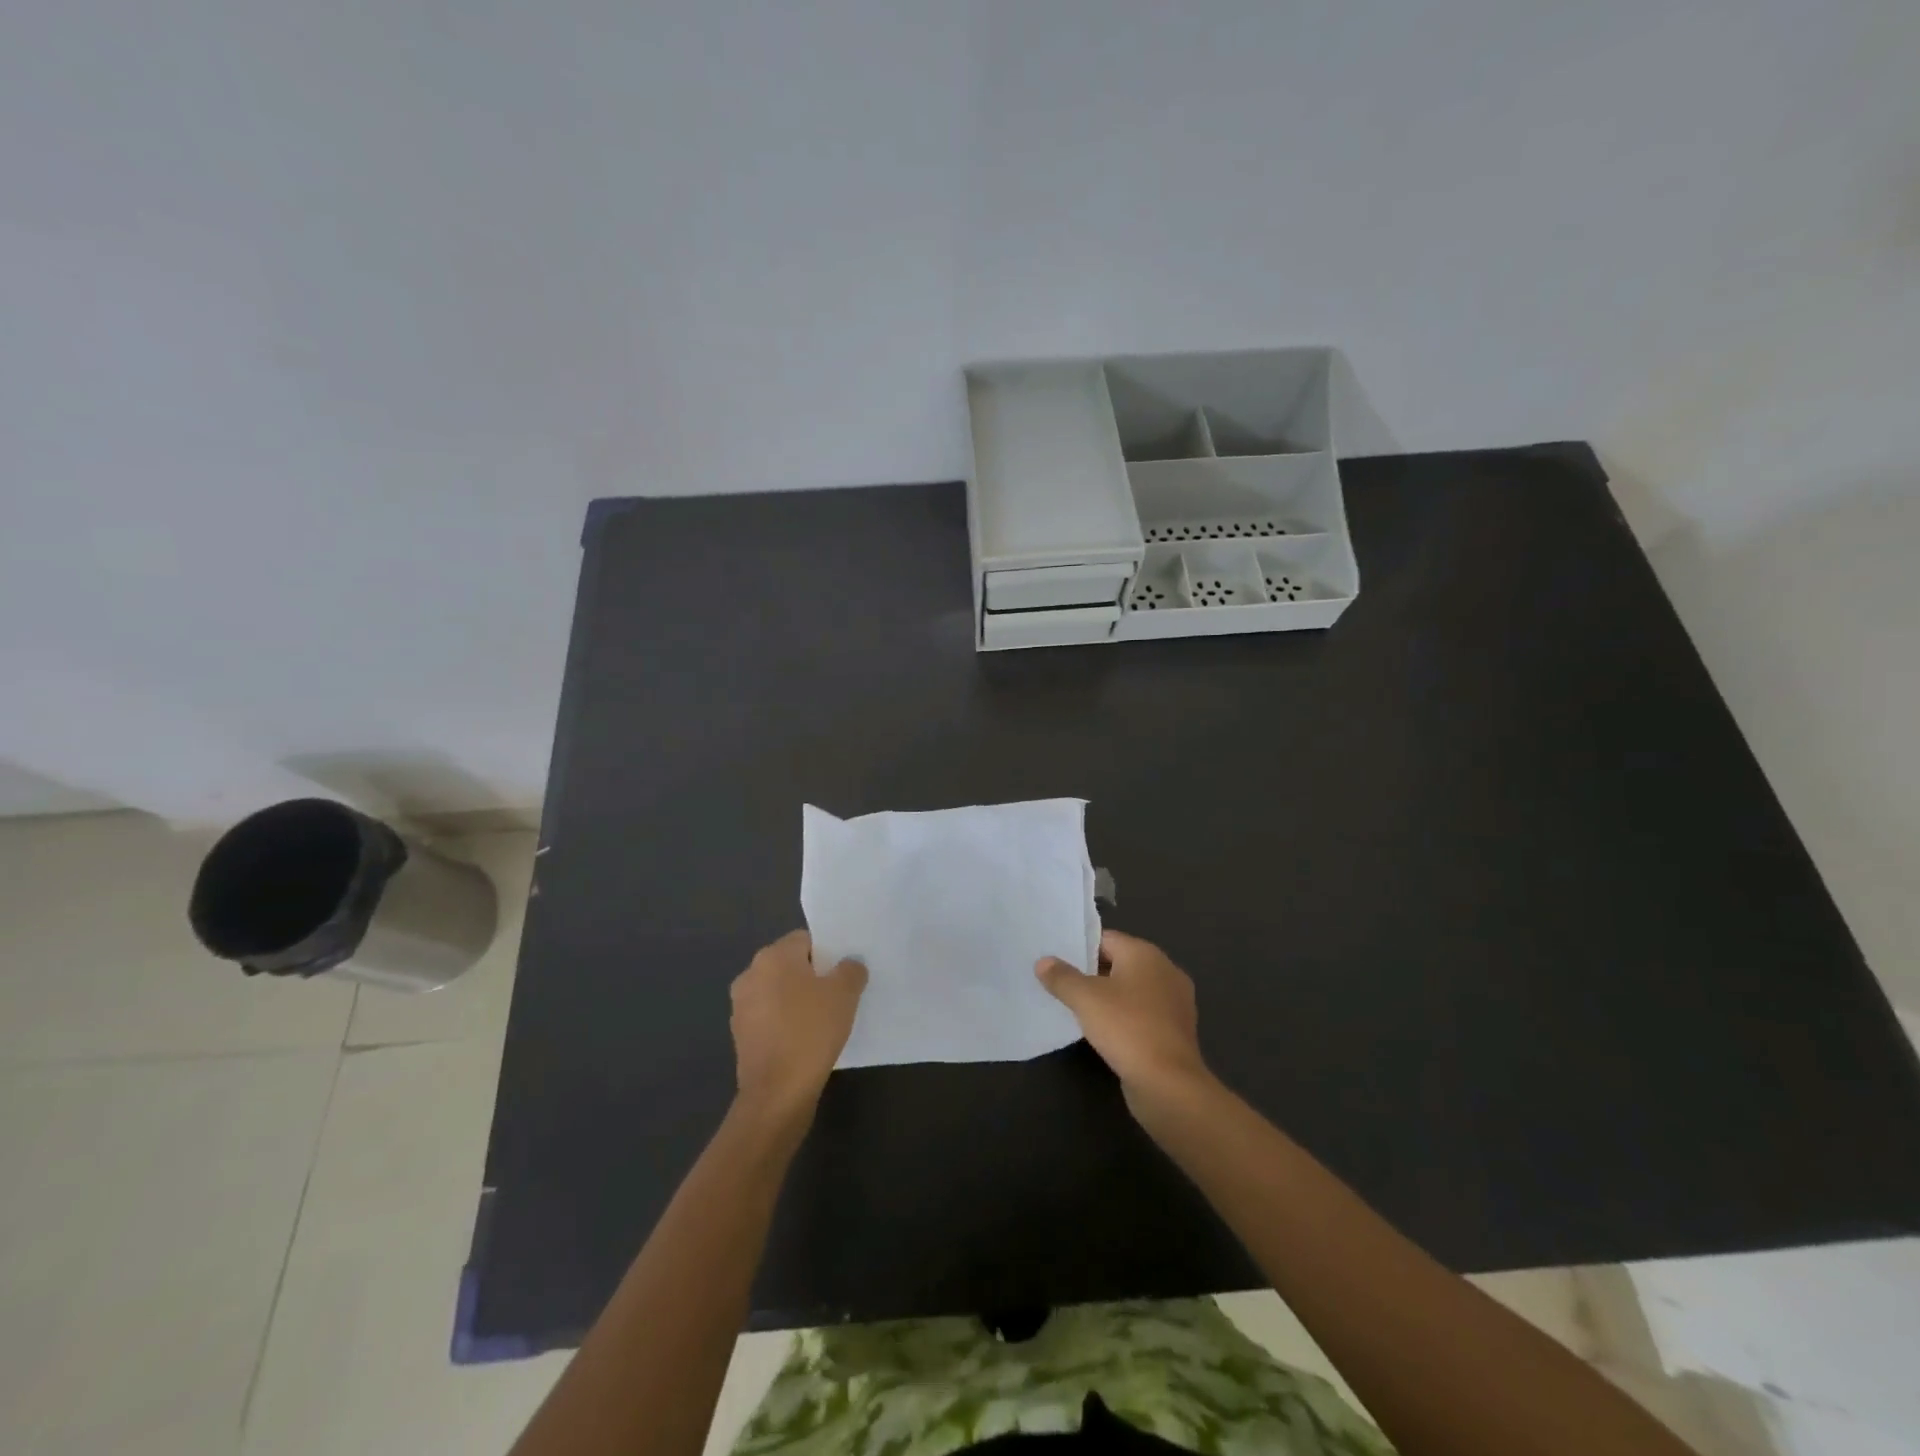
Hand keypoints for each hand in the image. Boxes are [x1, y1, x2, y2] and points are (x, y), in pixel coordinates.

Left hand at [730, 930, 866, 1121]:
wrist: (777, 1093)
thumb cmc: (811, 1032)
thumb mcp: (845, 994)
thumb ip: (851, 970)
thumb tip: (849, 964)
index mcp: (772, 956)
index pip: (805, 939)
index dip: (828, 953)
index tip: (844, 972)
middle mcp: (751, 974)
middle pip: (790, 965)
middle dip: (813, 976)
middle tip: (839, 993)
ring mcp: (741, 1006)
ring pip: (779, 992)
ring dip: (798, 1000)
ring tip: (825, 1018)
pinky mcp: (741, 1035)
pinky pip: (770, 1017)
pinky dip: (786, 1022)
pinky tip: (806, 1039)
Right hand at [1036, 929, 1209, 1108]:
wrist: (1168, 1084)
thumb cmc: (1127, 1028)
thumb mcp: (1085, 999)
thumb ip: (1062, 977)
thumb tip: (1043, 962)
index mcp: (1146, 954)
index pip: (1106, 939)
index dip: (1079, 947)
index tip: (1056, 959)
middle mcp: (1165, 971)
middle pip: (1119, 963)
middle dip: (1091, 973)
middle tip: (1059, 982)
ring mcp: (1174, 1002)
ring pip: (1131, 990)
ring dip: (1107, 997)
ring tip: (1076, 1007)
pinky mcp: (1174, 1030)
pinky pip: (1142, 1013)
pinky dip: (1123, 1017)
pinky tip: (1102, 1031)